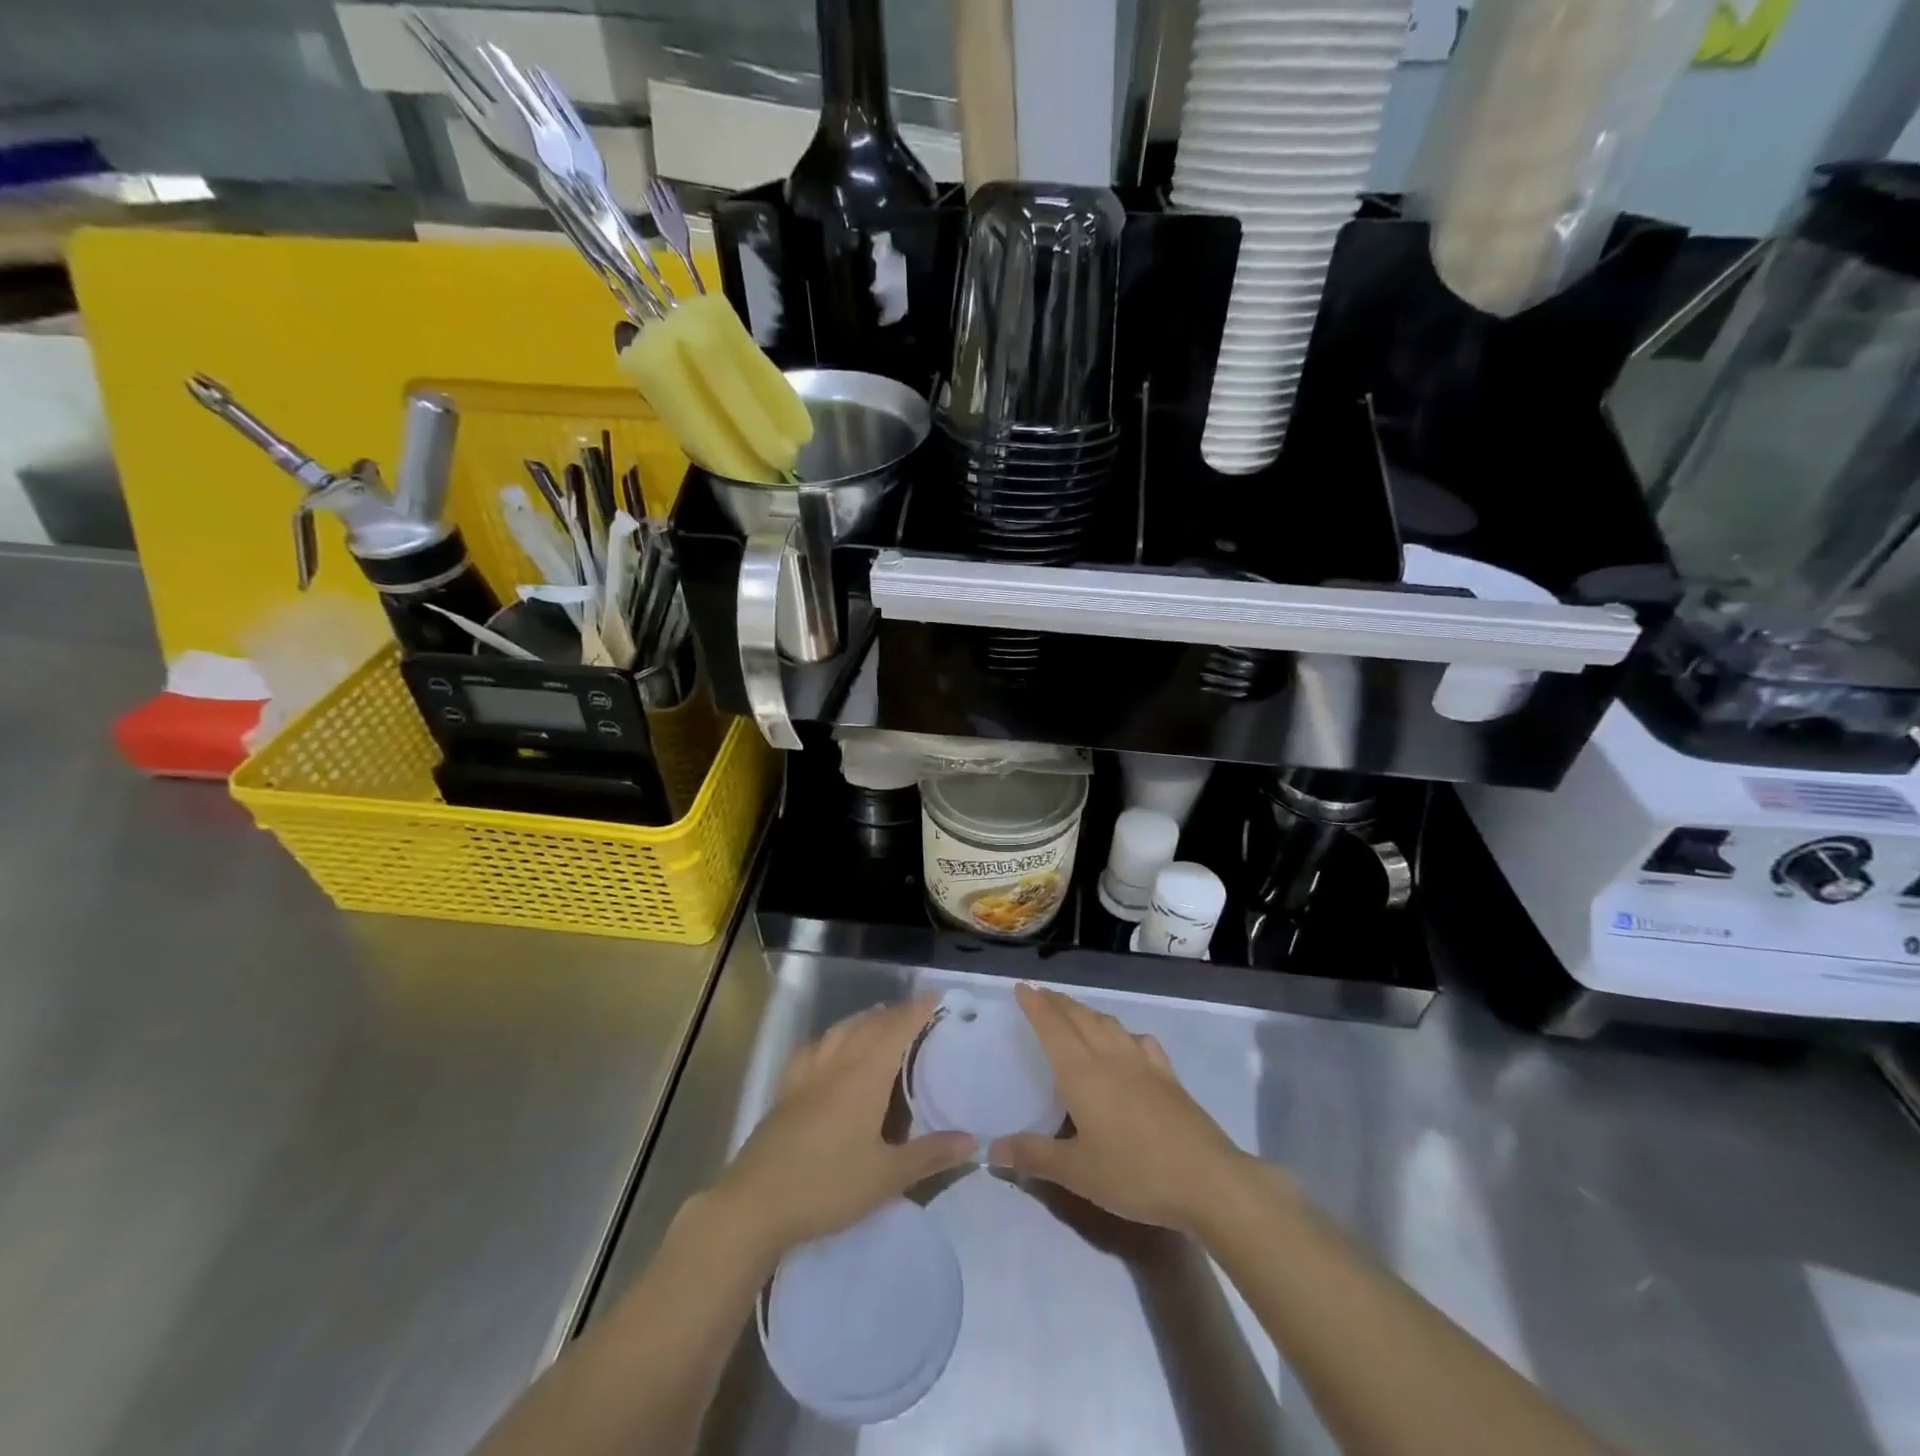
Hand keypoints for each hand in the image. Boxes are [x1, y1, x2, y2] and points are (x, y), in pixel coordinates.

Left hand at [707, 994, 974, 1264]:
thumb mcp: (886, 1177)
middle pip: (869, 1024)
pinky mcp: (786, 1090)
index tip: (936, 997)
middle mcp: (837, 1064)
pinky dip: (831, 1037)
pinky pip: (813, 1048)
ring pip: (840, 1031)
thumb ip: (930, 1155)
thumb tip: (972, 1141)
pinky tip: (831, 1048)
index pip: (896, 1030)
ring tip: (879, 1022)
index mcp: (864, 1077)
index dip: (917, 1010)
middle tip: (916, 1013)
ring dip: (864, 1019)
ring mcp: (807, 1075)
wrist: (755, 1204)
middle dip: (894, 1013)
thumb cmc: (827, 1187)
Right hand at [989, 984, 1249, 1231]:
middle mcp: (1110, 1057)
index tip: (1022, 987)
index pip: (1052, 1027)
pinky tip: (1126, 1043)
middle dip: (1058, 1003)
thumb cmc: (1134, 1173)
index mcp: (1082, 1073)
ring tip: (1075, 1013)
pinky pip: (1139, 1040)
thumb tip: (991, 1149)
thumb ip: (1033, 1156)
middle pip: (1079, 1018)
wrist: (1207, 1179)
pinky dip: (1123, 1032)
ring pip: (1108, 1024)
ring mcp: (1143, 1063)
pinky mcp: (1168, 1076)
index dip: (1036, 1005)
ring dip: (1087, 1012)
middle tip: (1041, 995)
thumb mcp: (1077, 1172)